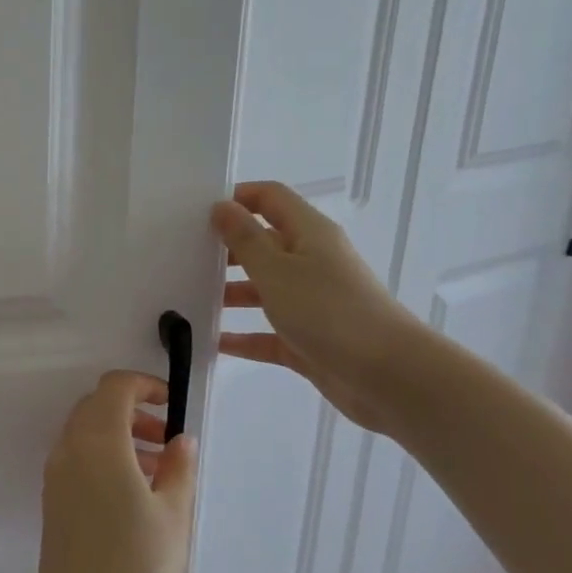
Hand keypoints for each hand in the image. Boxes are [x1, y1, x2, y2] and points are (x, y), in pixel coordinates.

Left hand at [35, 371, 198, 572]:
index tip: (170, 406)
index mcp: (98, 443)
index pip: (113, 388)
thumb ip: (179, 468)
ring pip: (84, 433)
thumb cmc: (139, 569)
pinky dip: (102, 457)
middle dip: (131, 410)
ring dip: (117, 435)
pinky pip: (76, 460)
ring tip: (158, 470)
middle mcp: (69, 451)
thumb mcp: (174, 515)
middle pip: (95, 407)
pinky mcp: (52, 502)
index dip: (143, 385)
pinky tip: (132, 492)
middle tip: (166, 440)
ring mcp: (55, 477)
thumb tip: (180, 439)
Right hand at [211, 181, 424, 432]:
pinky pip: (267, 333)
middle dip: (226, 248)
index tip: (197, 211)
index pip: (270, 198)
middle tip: (183, 256)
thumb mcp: (277, 270)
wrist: (387, 375)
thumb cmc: (329, 311)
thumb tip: (222, 206)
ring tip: (189, 299)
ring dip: (230, 293)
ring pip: (263, 290)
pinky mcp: (308, 340)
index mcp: (309, 233)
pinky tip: (212, 342)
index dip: (237, 197)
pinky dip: (243, 336)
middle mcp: (311, 262)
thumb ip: (245, 239)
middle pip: (264, 244)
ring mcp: (311, 303)